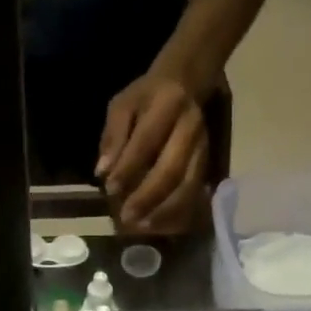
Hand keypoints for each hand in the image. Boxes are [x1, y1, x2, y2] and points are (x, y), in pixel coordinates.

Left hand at [96, 74, 210, 233]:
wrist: (186, 83)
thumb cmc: (147, 97)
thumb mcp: (123, 105)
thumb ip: (113, 136)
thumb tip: (103, 171)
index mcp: (168, 104)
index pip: (146, 141)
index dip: (128, 168)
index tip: (110, 189)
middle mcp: (191, 127)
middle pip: (172, 169)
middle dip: (148, 197)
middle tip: (126, 217)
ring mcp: (203, 147)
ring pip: (188, 186)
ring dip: (165, 211)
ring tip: (143, 226)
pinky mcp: (207, 163)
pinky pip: (195, 193)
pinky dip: (177, 212)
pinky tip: (159, 224)